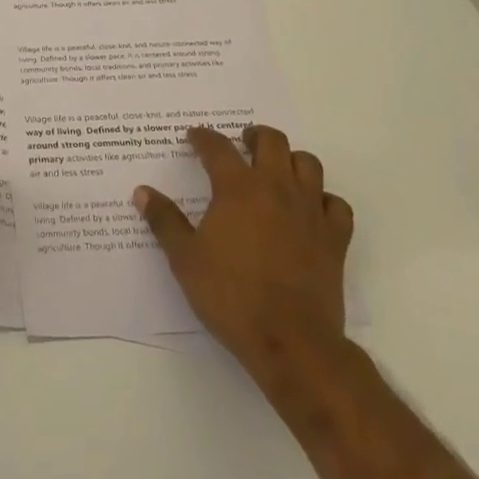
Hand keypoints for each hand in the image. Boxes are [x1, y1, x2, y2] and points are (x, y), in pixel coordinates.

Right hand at [135, 124, 352, 382]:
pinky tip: (311, 209)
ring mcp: (310, 211)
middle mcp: (276, 188)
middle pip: (272, 141)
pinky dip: (323, 199)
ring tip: (277, 170)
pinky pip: (336, 204)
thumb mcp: (185, 259)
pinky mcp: (335, 238)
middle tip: (242, 144)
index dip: (203, 137)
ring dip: (291, 160)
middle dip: (254, 136)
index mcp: (237, 188)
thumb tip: (142, 191)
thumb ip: (164, 220)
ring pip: (308, 164)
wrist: (291, 341)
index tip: (194, 137)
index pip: (218, 147)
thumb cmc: (231, 296)